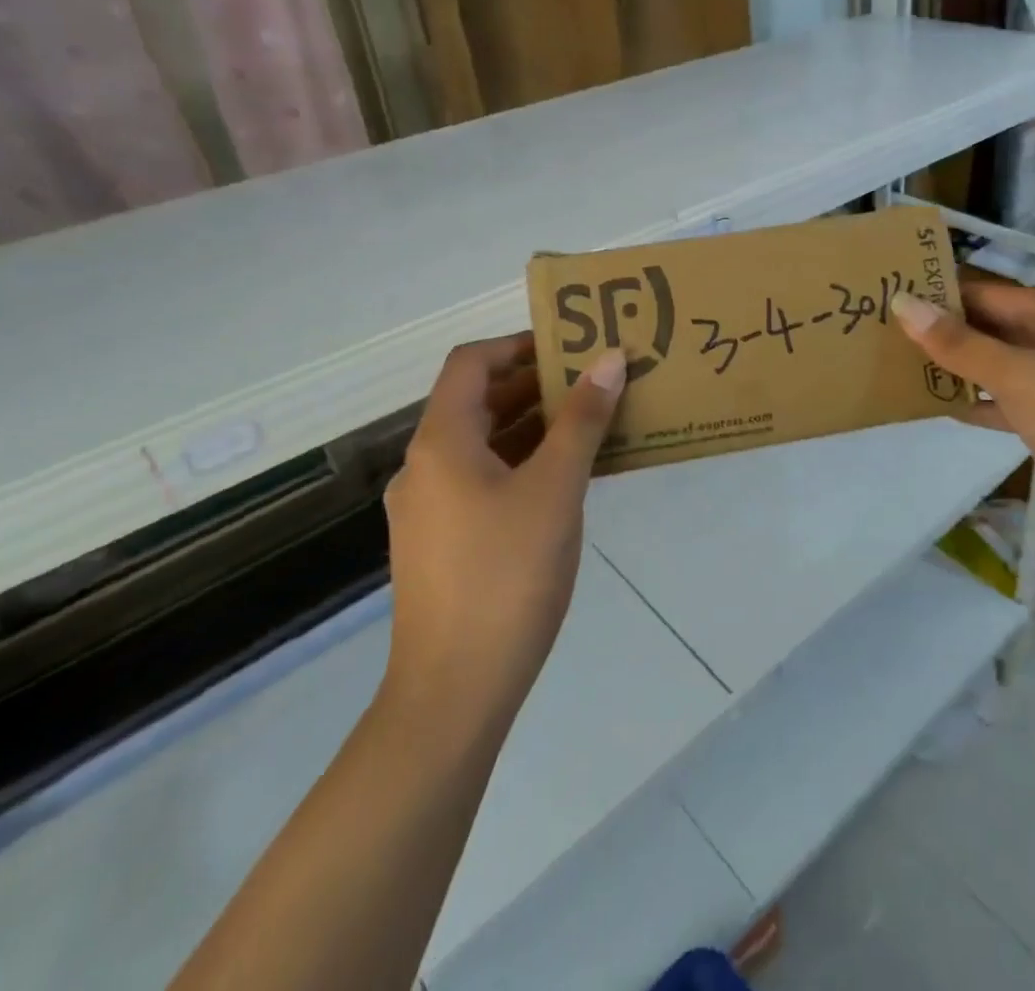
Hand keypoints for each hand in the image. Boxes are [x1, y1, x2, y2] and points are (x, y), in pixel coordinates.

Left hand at [380, 334, 625, 720]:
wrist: (454, 691)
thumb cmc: (506, 575)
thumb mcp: (556, 488)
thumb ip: (583, 419)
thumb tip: (610, 359)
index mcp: (441, 442)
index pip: (470, 363)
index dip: (517, 344)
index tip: (569, 346)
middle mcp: (425, 466)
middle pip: (477, 402)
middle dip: (534, 386)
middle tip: (594, 381)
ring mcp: (429, 508)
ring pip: (483, 445)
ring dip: (532, 427)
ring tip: (591, 424)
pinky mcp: (442, 543)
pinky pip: (483, 481)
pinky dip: (521, 465)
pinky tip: (566, 480)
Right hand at [890, 284, 1034, 569]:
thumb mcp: (1019, 378)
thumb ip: (960, 345)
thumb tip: (903, 303)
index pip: (989, 294)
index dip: (943, 297)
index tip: (895, 303)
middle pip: (997, 328)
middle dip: (949, 335)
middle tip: (892, 339)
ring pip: (1005, 366)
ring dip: (964, 370)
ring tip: (910, 372)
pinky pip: (1018, 402)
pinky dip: (987, 403)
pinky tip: (952, 410)